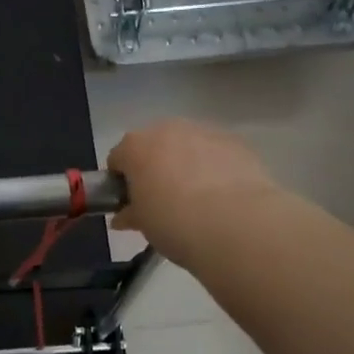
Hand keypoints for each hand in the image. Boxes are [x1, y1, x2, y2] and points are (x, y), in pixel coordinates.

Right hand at [108, 118, 280, 266]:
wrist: (235, 223)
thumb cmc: (173, 221)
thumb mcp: (142, 223)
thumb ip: (130, 214)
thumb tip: (124, 216)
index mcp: (135, 146)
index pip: (117, 159)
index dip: (121, 182)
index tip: (131, 203)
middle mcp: (166, 129)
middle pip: (153, 146)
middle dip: (154, 168)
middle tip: (163, 201)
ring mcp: (204, 131)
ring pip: (187, 146)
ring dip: (186, 164)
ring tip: (197, 199)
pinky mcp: (236, 142)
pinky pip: (215, 152)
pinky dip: (214, 167)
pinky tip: (222, 195)